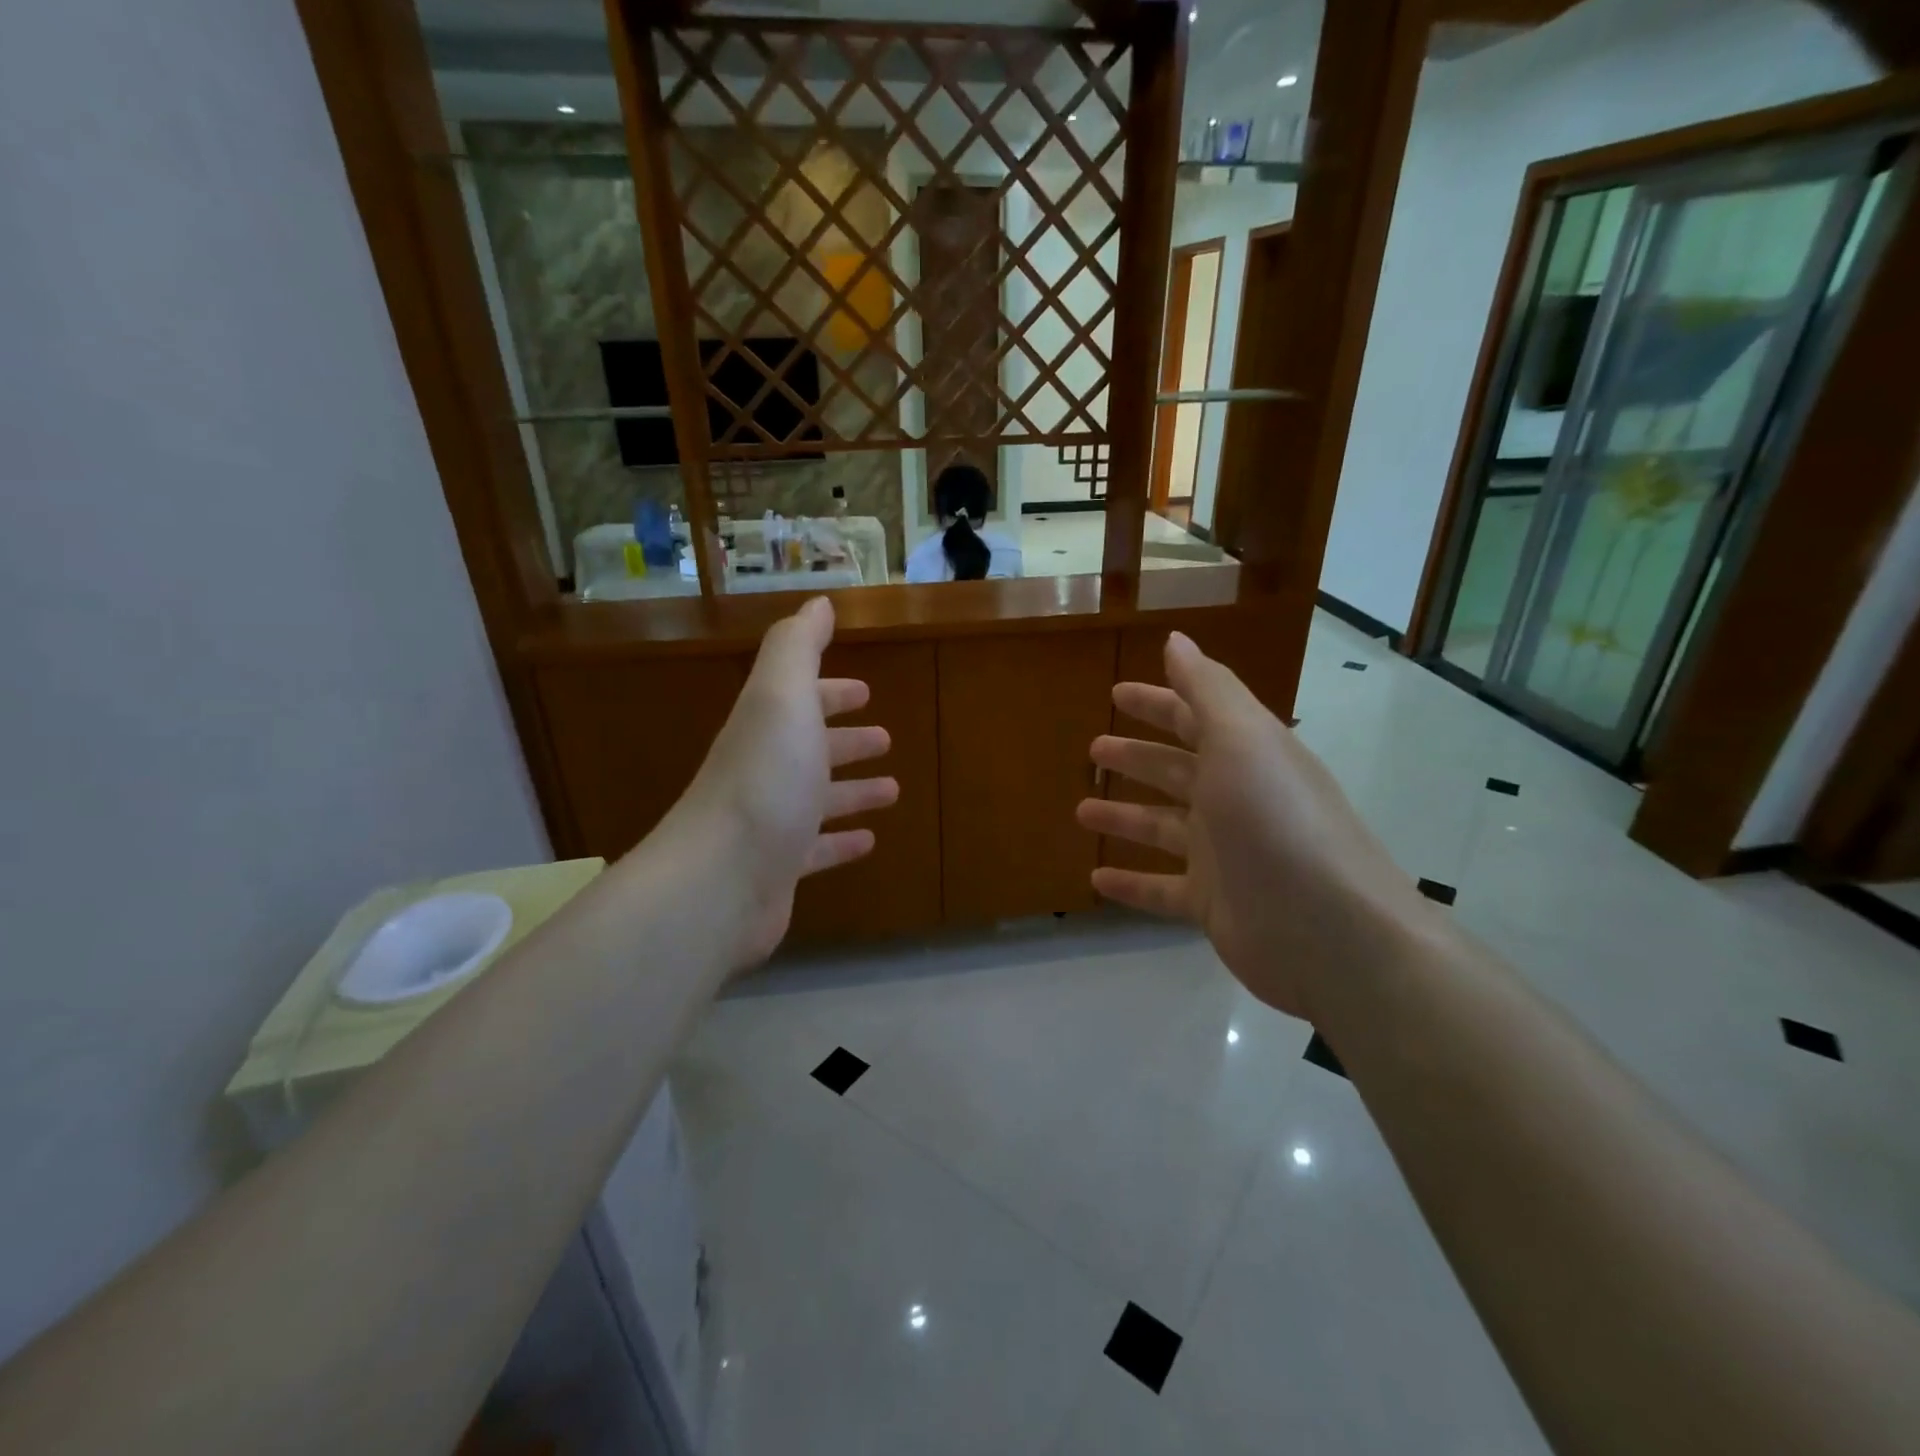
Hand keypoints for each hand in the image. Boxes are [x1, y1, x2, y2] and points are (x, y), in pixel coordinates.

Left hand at [658, 597, 897, 968]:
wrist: (719, 880)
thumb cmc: (764, 780)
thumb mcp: (782, 698)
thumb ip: (798, 647)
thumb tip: (818, 603)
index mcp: (768, 727)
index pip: (802, 700)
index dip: (832, 692)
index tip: (864, 693)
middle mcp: (766, 770)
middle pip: (811, 748)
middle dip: (846, 740)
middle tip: (885, 738)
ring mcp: (772, 822)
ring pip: (818, 798)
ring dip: (853, 790)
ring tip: (892, 788)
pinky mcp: (780, 869)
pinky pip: (818, 849)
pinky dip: (843, 841)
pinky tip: (870, 841)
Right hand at [1076, 632, 1432, 1020]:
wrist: (1329, 930)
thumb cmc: (1276, 821)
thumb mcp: (1242, 740)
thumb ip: (1207, 689)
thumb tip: (1176, 639)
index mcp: (1245, 755)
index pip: (1193, 717)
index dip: (1157, 702)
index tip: (1116, 693)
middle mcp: (1234, 799)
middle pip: (1175, 771)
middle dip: (1136, 757)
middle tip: (1093, 749)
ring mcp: (1223, 855)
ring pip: (1162, 828)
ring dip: (1123, 817)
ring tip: (1081, 812)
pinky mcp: (1213, 904)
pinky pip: (1160, 889)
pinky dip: (1129, 884)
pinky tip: (1095, 879)